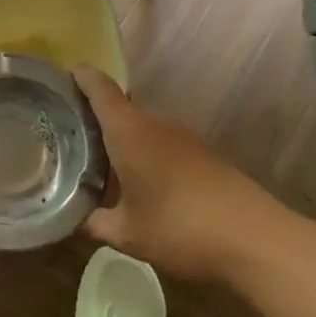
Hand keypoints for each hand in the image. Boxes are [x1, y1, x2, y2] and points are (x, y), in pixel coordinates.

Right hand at [74, 66, 303, 283]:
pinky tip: (138, 182)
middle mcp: (156, 124)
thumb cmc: (180, 228)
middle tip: (66, 134)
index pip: (99, 87)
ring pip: (141, 128)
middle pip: (119, 107)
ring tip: (97, 161)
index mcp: (130, 131)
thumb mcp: (127, 233)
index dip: (79, 76)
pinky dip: (144, 154)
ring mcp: (185, 138)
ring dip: (120, 139)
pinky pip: (162, 145)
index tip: (59, 76)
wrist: (256, 240)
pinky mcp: (204, 155)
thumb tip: (71, 218)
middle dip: (93, 116)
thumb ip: (94, 221)